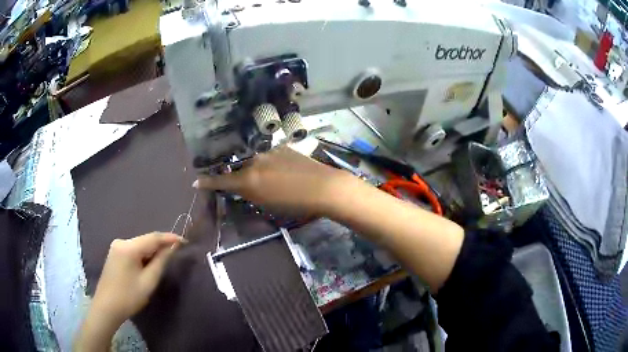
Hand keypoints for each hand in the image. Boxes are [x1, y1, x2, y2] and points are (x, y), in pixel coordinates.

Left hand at [74, 232, 183, 351]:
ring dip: (152, 251)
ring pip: (139, 245)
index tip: (185, 241)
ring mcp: (116, 247)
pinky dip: (143, 255)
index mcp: (129, 247)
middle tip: (177, 253)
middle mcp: (121, 241)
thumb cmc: (129, 296)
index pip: (153, 237)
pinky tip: (148, 264)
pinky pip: (133, 250)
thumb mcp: (148, 281)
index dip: (170, 238)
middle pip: (146, 240)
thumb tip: (172, 247)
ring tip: (165, 260)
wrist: (107, 307)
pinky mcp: (114, 254)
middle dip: (161, 246)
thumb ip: (161, 261)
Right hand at [193, 145, 354, 214]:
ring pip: (254, 161)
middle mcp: (254, 162)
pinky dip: (270, 163)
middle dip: (239, 178)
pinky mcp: (282, 147)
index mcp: (249, 181)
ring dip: (257, 170)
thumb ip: (251, 195)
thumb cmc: (297, 205)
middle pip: (239, 170)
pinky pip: (269, 156)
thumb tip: (242, 189)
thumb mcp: (269, 206)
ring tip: (270, 178)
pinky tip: (283, 170)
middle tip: (249, 186)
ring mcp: (269, 152)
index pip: (222, 182)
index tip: (196, 181)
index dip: (208, 182)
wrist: (325, 187)